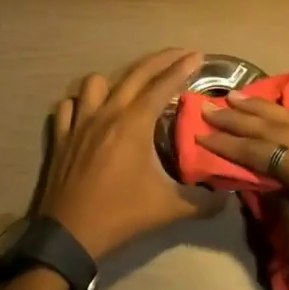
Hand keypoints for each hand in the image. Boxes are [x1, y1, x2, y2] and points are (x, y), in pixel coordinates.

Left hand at [39, 48, 212, 259]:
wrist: (70, 235)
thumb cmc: (120, 215)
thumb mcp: (168, 209)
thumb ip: (201, 202)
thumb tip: (226, 198)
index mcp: (134, 124)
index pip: (163, 85)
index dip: (182, 68)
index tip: (198, 55)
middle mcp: (107, 113)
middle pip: (136, 74)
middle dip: (161, 60)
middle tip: (180, 54)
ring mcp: (81, 122)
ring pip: (96, 82)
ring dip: (116, 80)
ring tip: (131, 89)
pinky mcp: (62, 136)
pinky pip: (69, 106)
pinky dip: (81, 102)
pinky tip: (92, 111)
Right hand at [198, 96, 288, 289]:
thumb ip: (281, 209)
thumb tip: (264, 184)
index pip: (265, 151)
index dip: (231, 144)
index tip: (201, 132)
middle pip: (281, 128)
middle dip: (244, 117)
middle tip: (211, 106)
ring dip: (267, 111)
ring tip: (238, 98)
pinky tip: (276, 116)